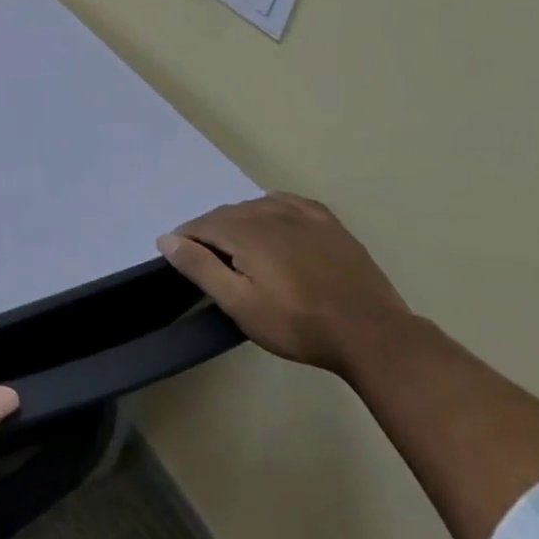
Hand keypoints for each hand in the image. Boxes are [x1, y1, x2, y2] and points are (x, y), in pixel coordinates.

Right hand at [157, 194, 412, 374]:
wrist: (372, 335)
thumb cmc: (296, 323)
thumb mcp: (238, 303)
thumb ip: (199, 267)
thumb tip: (166, 239)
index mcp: (245, 231)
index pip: (201, 225)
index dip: (186, 242)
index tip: (184, 263)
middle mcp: (271, 213)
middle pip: (226, 214)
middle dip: (211, 232)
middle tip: (211, 264)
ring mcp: (304, 217)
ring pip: (256, 206)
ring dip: (239, 221)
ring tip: (240, 249)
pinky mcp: (330, 225)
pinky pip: (289, 203)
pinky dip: (272, 208)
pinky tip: (273, 221)